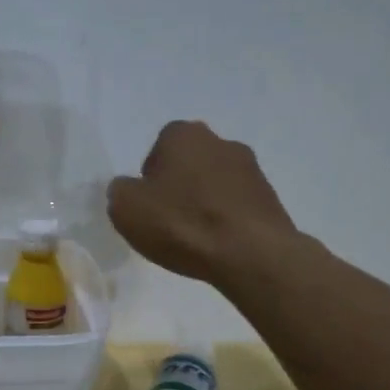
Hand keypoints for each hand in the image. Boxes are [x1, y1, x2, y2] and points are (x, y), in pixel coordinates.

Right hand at [107, 121, 298, 285]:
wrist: (250, 254)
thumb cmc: (182, 224)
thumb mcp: (126, 209)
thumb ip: (120, 191)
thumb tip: (127, 189)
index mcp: (184, 135)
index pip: (159, 148)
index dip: (150, 178)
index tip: (148, 205)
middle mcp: (221, 141)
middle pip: (190, 164)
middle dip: (180, 187)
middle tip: (169, 221)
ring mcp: (252, 169)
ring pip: (216, 184)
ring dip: (205, 203)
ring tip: (196, 238)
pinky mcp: (270, 198)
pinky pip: (237, 206)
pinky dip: (227, 220)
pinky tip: (219, 245)